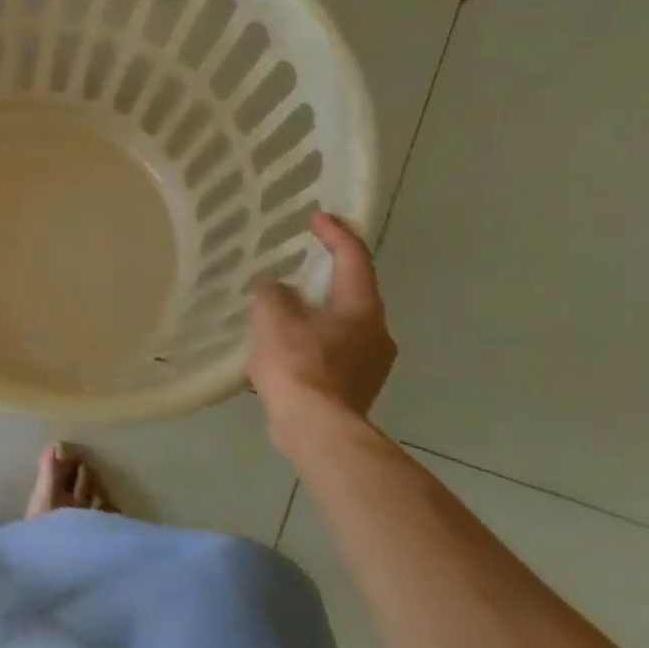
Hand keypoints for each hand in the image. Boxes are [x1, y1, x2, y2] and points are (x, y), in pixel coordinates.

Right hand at [249, 210, 395, 421]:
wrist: (318, 431)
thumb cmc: (298, 366)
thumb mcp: (273, 318)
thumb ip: (273, 293)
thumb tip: (275, 285)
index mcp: (361, 307)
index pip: (353, 257)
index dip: (335, 233)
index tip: (316, 216)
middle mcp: (376, 330)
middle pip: (352, 291)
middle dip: (325, 275)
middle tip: (297, 263)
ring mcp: (371, 362)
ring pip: (343, 323)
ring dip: (317, 311)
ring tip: (283, 308)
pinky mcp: (357, 386)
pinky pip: (335, 349)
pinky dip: (314, 339)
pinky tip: (287, 346)